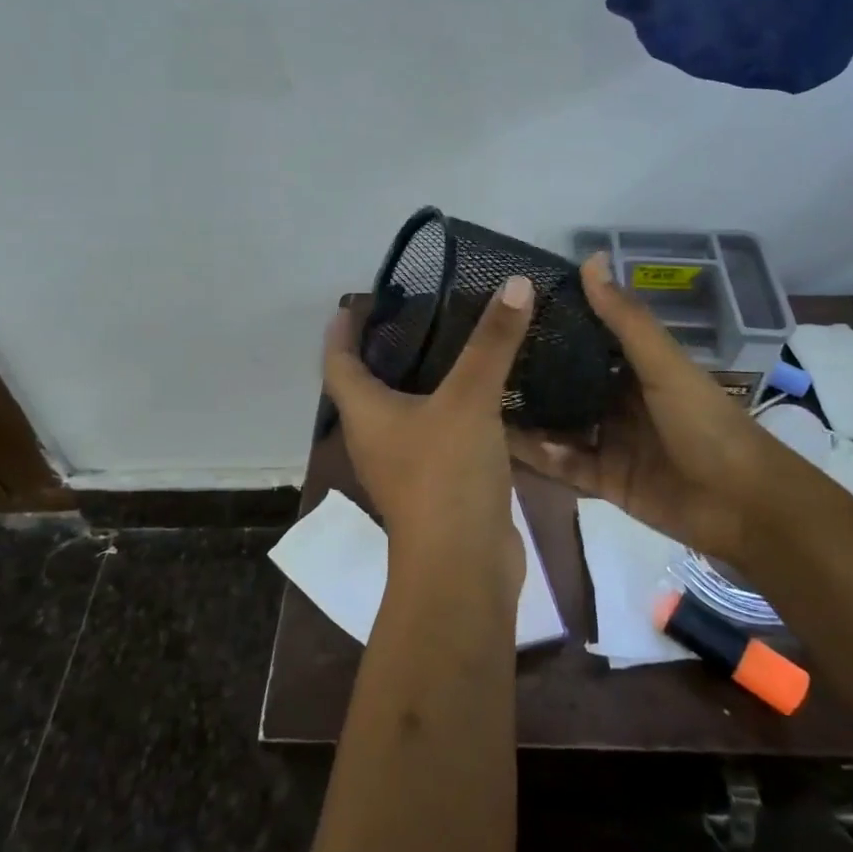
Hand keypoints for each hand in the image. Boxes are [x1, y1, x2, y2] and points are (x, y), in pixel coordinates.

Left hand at [323, 275, 535, 580]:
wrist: (463, 568)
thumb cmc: (446, 476)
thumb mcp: (469, 400)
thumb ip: (492, 342)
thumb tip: (515, 283)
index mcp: (366, 414)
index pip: (337, 362)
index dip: (342, 330)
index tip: (355, 302)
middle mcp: (376, 439)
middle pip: (367, 387)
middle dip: (383, 351)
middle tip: (416, 316)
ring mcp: (405, 467)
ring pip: (404, 412)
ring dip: (419, 381)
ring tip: (451, 347)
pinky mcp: (436, 486)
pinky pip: (436, 434)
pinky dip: (450, 410)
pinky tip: (483, 396)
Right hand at [508, 253, 767, 560]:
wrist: (743, 505)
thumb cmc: (705, 424)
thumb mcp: (664, 366)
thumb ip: (625, 319)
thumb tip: (591, 258)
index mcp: (636, 368)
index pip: (586, 340)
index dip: (552, 325)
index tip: (506, 311)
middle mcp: (618, 401)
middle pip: (567, 384)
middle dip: (530, 375)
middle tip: (479, 360)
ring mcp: (610, 441)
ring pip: (560, 425)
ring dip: (529, 417)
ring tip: (480, 402)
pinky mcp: (605, 480)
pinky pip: (565, 464)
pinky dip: (542, 455)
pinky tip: (508, 444)